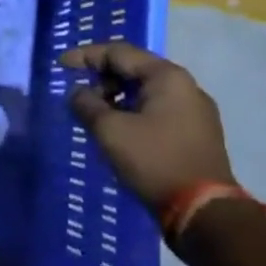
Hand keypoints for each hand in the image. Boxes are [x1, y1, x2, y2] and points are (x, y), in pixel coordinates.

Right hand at [61, 40, 233, 213]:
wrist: (205, 213)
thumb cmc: (154, 161)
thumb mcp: (110, 130)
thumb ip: (87, 104)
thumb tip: (78, 94)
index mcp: (167, 76)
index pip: (118, 52)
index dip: (85, 56)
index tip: (61, 65)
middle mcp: (186, 86)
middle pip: (135, 69)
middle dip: (102, 78)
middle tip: (79, 94)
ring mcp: (196, 111)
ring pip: (147, 91)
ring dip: (117, 97)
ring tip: (96, 115)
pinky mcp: (197, 134)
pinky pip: (159, 110)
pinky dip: (134, 112)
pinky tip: (119, 129)